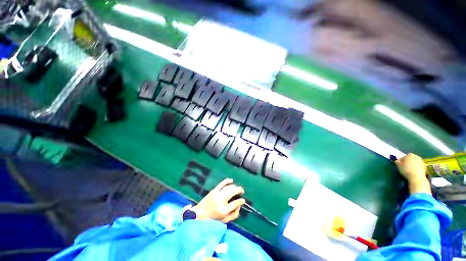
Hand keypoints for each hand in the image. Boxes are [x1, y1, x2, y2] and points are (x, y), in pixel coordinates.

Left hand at [192, 178, 245, 222]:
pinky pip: (222, 183)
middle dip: (239, 190)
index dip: (241, 201)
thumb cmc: (212, 220)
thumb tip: (240, 206)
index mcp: (223, 210)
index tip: (243, 200)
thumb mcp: (224, 221)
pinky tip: (231, 181)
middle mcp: (220, 201)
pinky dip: (227, 181)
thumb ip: (234, 214)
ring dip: (234, 187)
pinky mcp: (213, 190)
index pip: (235, 203)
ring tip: (237, 189)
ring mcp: (216, 194)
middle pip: (233, 192)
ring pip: (228, 187)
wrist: (198, 215)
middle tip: (242, 191)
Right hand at [395, 153, 430, 193]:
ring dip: (413, 165)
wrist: (417, 177)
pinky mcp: (425, 167)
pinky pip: (419, 167)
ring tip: (410, 170)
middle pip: (411, 159)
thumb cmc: (406, 170)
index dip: (401, 160)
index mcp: (410, 155)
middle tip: (405, 167)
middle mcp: (417, 156)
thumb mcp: (398, 166)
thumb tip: (397, 160)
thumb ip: (397, 162)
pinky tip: (414, 172)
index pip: (404, 156)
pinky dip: (417, 168)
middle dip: (408, 162)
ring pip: (416, 162)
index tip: (400, 164)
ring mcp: (422, 161)